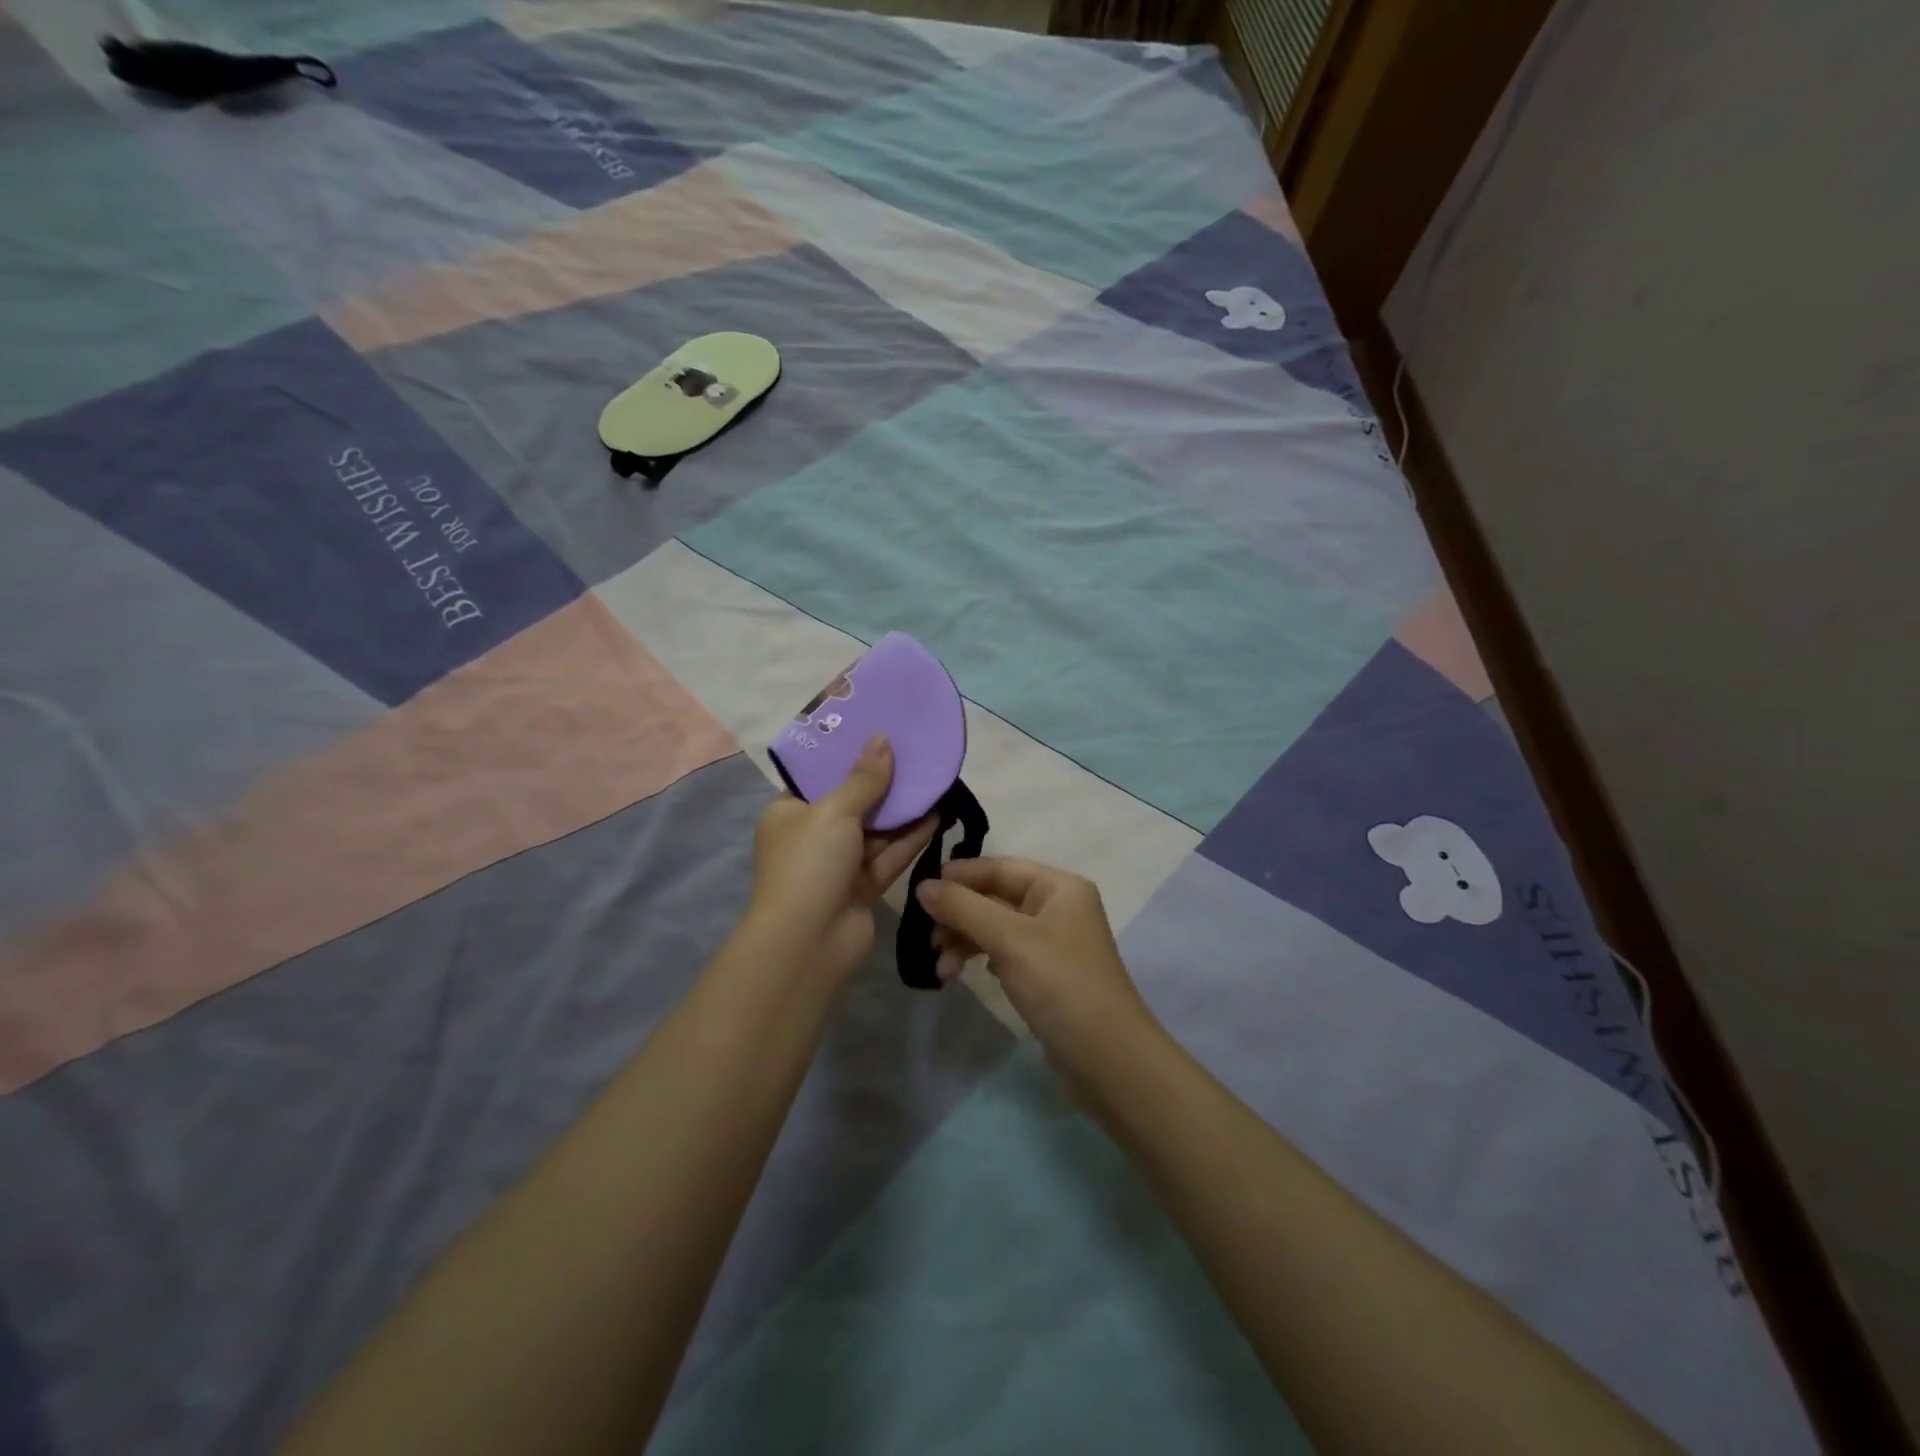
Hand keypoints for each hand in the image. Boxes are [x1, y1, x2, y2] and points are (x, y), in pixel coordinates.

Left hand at [748, 735, 936, 989]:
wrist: (808, 942)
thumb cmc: (809, 864)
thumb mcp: (834, 811)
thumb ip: (863, 779)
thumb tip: (882, 739)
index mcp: (789, 813)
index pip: (819, 778)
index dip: (848, 757)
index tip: (879, 734)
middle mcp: (812, 837)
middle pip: (852, 803)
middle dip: (883, 783)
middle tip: (916, 755)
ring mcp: (838, 865)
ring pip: (876, 831)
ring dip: (902, 810)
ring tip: (935, 780)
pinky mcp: (863, 888)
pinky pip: (889, 856)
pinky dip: (910, 838)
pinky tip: (937, 815)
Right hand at [915, 858, 1158, 1072]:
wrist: (1108, 1058)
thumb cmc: (1061, 985)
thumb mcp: (1009, 939)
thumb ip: (964, 908)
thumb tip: (922, 886)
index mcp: (1059, 887)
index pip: (1000, 867)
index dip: (960, 876)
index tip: (920, 892)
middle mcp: (1058, 907)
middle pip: (996, 897)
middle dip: (960, 916)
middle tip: (928, 940)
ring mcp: (1053, 942)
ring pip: (996, 928)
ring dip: (966, 942)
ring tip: (943, 970)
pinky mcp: (1047, 973)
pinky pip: (1005, 953)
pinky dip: (982, 959)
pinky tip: (966, 975)